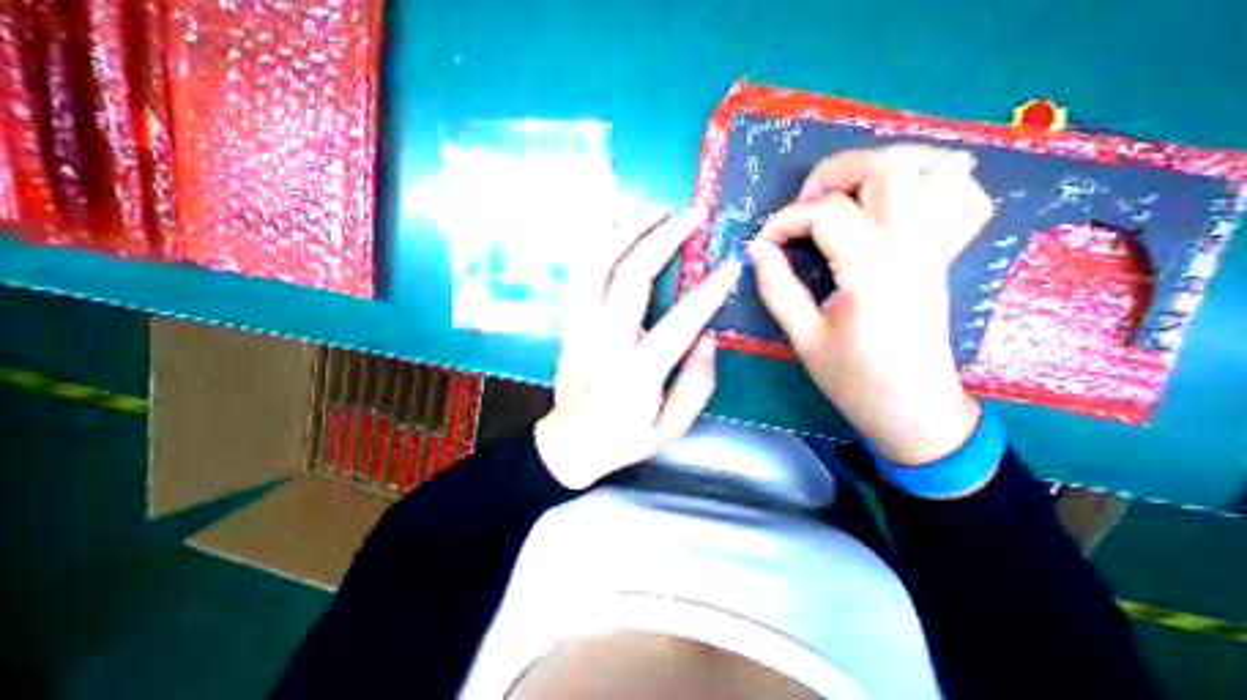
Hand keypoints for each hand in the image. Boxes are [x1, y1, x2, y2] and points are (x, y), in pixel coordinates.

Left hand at [535, 208, 739, 490]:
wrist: (570, 444)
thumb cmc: (624, 439)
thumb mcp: (671, 428)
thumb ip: (696, 385)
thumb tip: (707, 336)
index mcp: (634, 377)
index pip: (677, 324)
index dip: (707, 292)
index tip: (730, 267)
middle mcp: (602, 345)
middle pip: (629, 279)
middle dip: (663, 240)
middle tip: (691, 216)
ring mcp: (578, 330)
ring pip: (595, 266)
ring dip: (625, 231)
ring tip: (654, 209)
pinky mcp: (568, 324)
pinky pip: (579, 274)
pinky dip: (597, 244)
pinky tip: (617, 226)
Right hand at [750, 142, 994, 464]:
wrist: (912, 407)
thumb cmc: (852, 378)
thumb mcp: (802, 336)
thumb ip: (777, 286)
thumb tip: (757, 249)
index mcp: (873, 270)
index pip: (825, 212)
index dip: (784, 221)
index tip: (764, 245)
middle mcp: (914, 245)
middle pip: (887, 165)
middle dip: (833, 173)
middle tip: (805, 207)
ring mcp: (940, 246)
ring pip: (935, 166)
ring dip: (885, 168)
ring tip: (849, 197)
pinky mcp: (949, 255)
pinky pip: (964, 195)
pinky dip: (933, 184)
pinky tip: (899, 206)